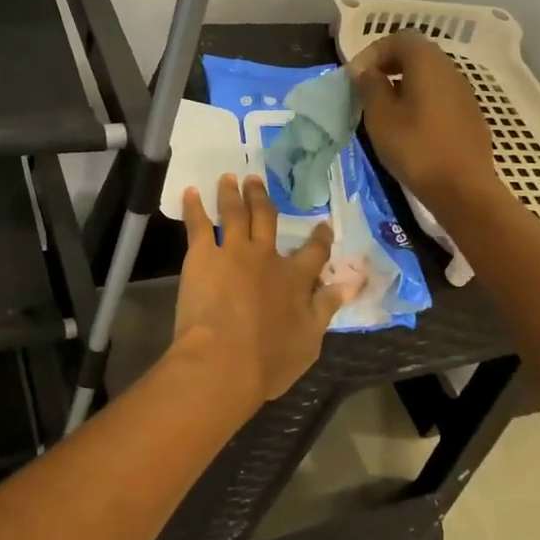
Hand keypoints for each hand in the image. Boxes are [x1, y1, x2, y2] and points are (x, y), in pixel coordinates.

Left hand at [173, 174, 352, 408]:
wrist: (222, 361)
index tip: (322, 225)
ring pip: (234, 213)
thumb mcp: (310, 339)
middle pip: (266, 218)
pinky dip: (194, 206)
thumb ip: (326, 307)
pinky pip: (198, 224)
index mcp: (295, 278)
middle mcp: (266, 256)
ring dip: (231, 193)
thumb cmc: (269, 360)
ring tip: (228, 178)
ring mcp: (233, 251)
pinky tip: (190, 192)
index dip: (320, 238)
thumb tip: (349, 283)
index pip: (314, 252)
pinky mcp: (202, 255)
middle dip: (262, 198)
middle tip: (255, 180)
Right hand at [350, 31, 505, 221]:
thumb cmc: (415, 148)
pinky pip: (440, 96)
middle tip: (367, 89)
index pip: (399, 38)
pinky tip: (409, 127)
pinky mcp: (470, 115)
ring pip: (429, 76)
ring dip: (404, 84)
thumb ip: (370, 86)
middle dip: (388, 66)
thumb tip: (366, 71)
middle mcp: (450, 70)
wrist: (462, 188)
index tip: (356, 77)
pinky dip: (420, 100)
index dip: (373, 52)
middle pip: (417, 54)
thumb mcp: (380, 116)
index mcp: (427, 63)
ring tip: (385, 110)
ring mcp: (464, 93)